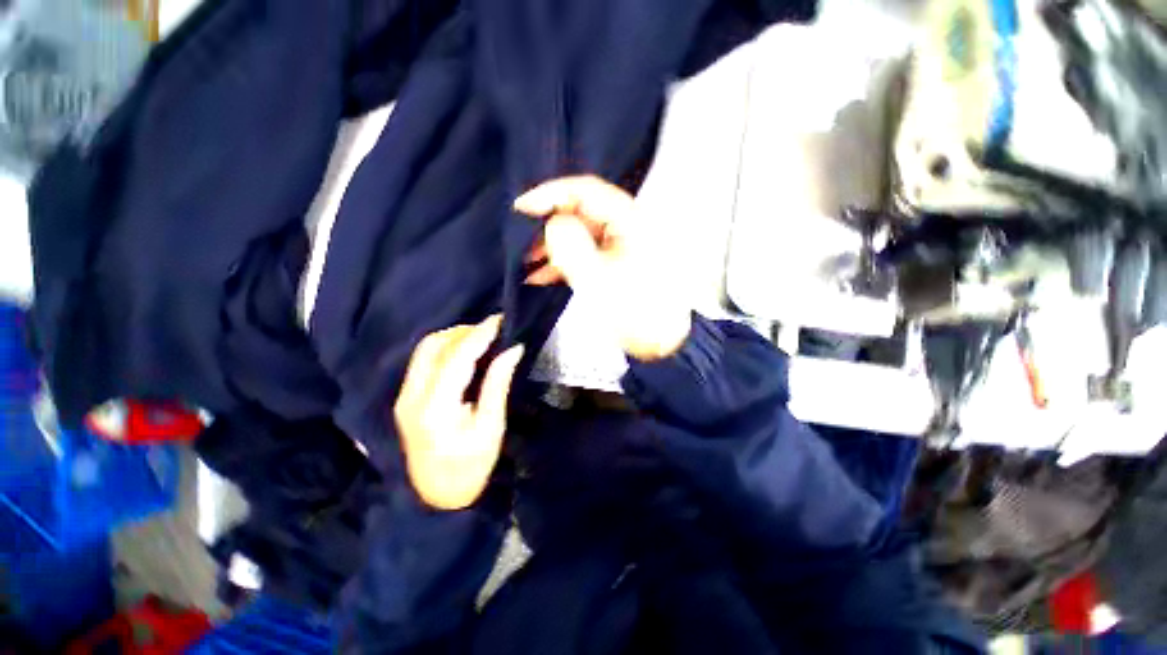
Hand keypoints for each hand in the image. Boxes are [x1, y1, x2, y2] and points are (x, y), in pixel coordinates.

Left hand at [395, 315, 523, 510]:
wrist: (436, 497)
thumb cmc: (471, 466)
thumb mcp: (491, 426)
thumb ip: (498, 383)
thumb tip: (513, 349)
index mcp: (436, 408)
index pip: (457, 357)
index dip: (479, 334)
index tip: (500, 320)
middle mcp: (412, 397)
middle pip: (433, 346)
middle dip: (464, 331)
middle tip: (492, 331)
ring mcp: (404, 397)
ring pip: (425, 350)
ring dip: (453, 337)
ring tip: (481, 338)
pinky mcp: (405, 398)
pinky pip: (423, 361)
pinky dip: (445, 349)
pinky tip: (465, 352)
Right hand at [515, 175, 690, 360]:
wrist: (660, 342)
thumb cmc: (635, 311)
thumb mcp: (598, 279)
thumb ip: (571, 246)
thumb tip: (552, 224)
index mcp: (630, 220)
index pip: (586, 191)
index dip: (551, 194)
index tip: (521, 208)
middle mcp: (626, 226)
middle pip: (580, 212)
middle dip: (548, 226)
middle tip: (522, 241)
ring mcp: (620, 245)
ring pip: (579, 235)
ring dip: (552, 247)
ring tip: (526, 263)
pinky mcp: (614, 262)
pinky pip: (584, 253)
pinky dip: (563, 262)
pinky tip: (541, 276)